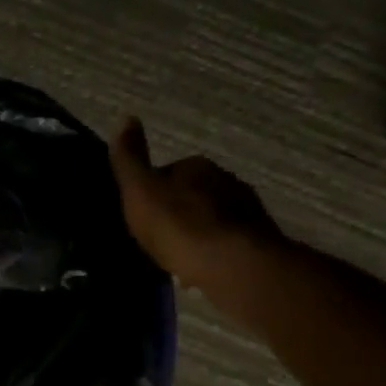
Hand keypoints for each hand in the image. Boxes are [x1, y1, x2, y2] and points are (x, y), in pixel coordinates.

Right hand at [108, 116, 285, 292]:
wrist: (232, 264)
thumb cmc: (179, 226)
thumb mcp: (140, 190)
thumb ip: (130, 159)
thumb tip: (127, 118)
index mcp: (196, 166)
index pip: (168, 172)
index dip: (152, 192)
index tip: (141, 214)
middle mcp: (226, 179)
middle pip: (192, 194)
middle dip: (177, 211)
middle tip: (157, 236)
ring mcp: (246, 209)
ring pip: (211, 217)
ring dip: (196, 231)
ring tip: (178, 255)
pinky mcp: (258, 238)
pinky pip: (225, 239)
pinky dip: (212, 249)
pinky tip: (200, 267)